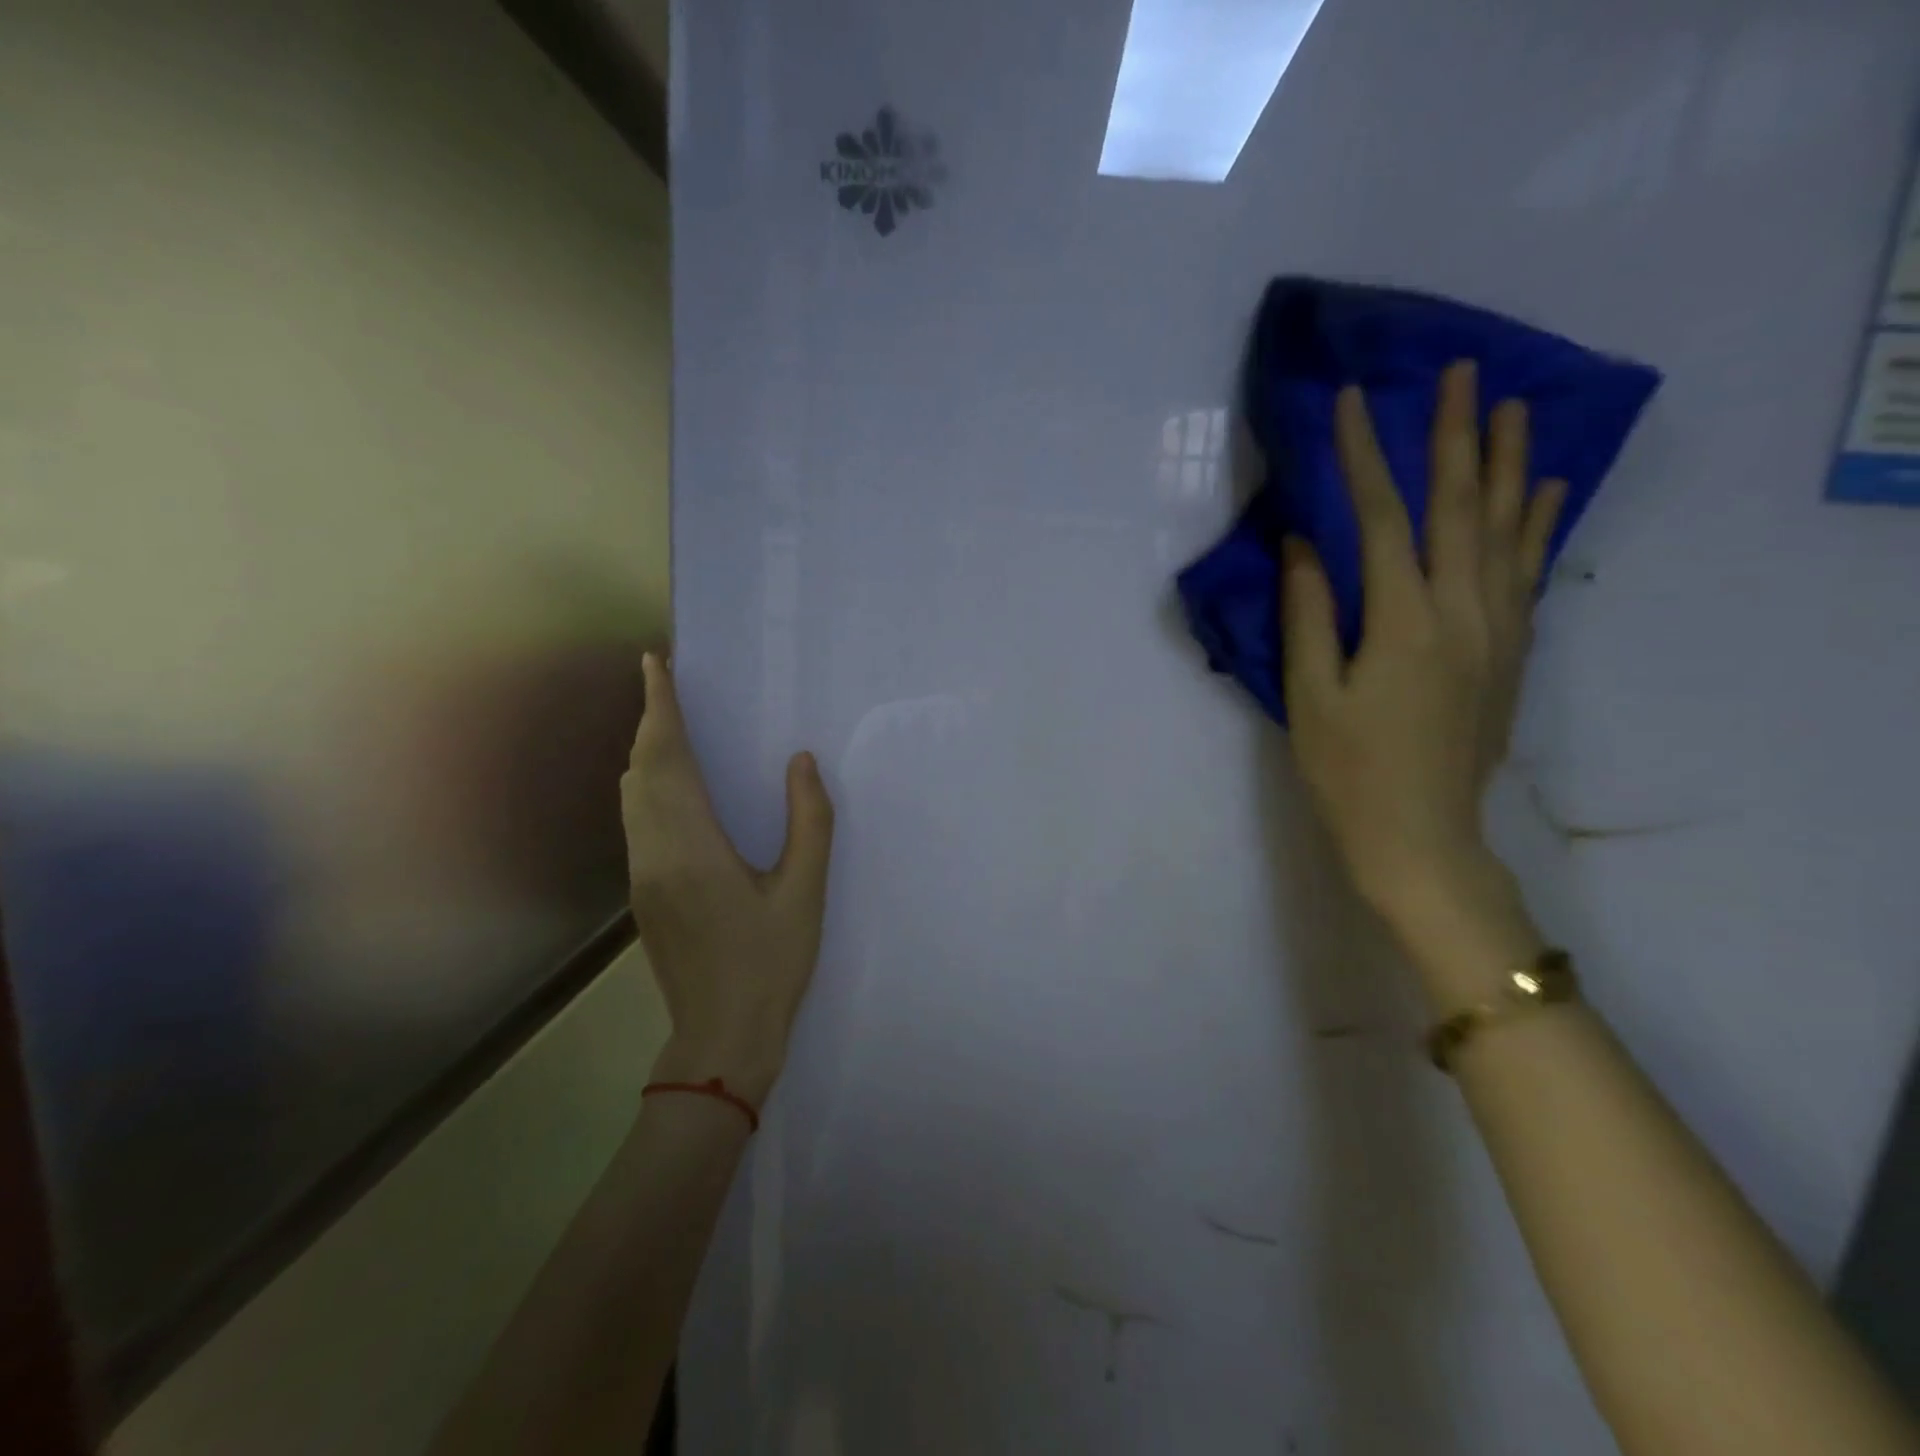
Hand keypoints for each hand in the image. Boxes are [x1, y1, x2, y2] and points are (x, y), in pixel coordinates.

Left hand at [622, 653, 834, 1106]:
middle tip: (670, 685)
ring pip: (631, 796)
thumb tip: (801, 761)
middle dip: (650, 722)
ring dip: (646, 753)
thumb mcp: (805, 891)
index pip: (666, 760)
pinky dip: (648, 785)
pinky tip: (675, 787)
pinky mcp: (643, 893)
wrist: (721, 1037)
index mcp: (692, 847)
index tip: (654, 663)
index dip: (659, 708)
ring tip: (672, 724)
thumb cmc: (771, 964)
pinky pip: (637, 819)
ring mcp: (641, 875)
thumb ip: (809, 821)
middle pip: (640, 771)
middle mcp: (654, 853)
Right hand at [1279, 362, 1563, 964]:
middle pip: (1460, 507)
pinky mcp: (1512, 651)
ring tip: (1513, 408)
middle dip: (1456, 436)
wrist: (1420, 836)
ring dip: (1509, 465)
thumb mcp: (1309, 696)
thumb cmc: (1348, 771)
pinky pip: (1530, 571)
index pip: (1383, 519)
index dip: (1364, 457)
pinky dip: (1538, 524)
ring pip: (1508, 530)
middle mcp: (1463, 612)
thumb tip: (1304, 544)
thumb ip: (1308, 615)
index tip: (1351, 403)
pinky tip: (1545, 490)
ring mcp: (1498, 630)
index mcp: (1403, 622)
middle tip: (1459, 373)